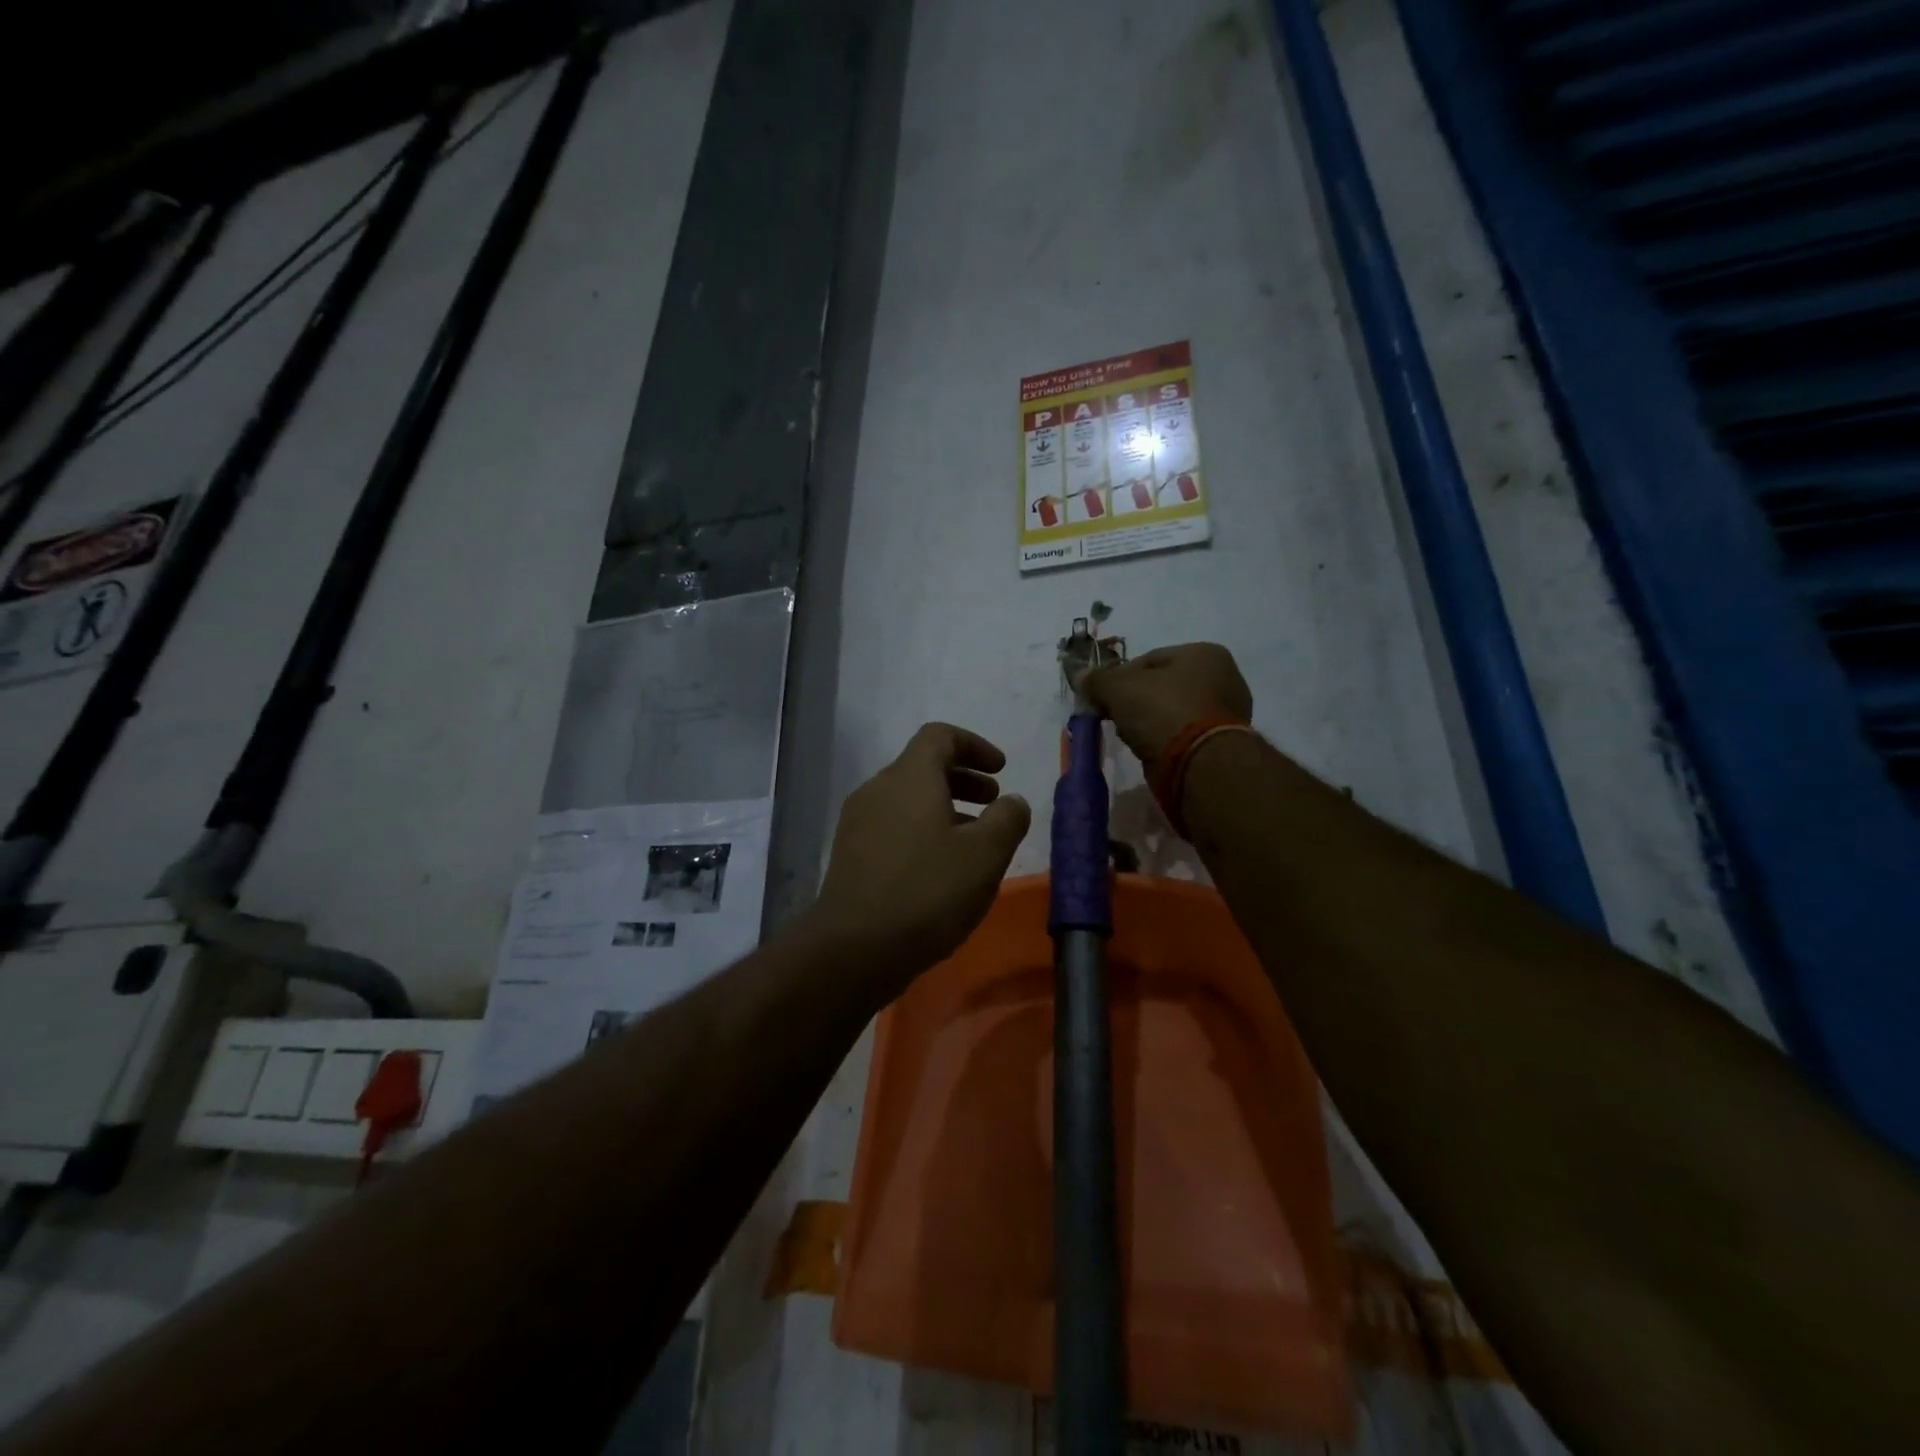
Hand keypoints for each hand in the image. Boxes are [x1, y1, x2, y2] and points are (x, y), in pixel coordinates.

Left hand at [815, 723, 1031, 980]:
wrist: (854, 948)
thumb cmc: (928, 892)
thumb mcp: (985, 855)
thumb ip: (1008, 819)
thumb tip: (1013, 801)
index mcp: (909, 777)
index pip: (940, 736)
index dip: (974, 745)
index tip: (1001, 770)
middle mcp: (878, 790)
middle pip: (922, 766)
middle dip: (963, 779)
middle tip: (993, 804)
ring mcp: (858, 822)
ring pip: (907, 799)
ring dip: (944, 808)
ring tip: (972, 841)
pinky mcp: (849, 854)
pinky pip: (892, 825)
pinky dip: (922, 830)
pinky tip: (939, 869)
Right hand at [1079, 642, 1252, 762]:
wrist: (1198, 764)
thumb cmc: (1162, 711)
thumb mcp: (1119, 688)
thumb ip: (1097, 679)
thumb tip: (1080, 675)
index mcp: (1205, 653)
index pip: (1149, 659)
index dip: (1119, 677)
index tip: (1103, 698)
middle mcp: (1224, 678)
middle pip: (1162, 686)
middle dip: (1135, 702)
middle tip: (1114, 718)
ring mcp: (1227, 713)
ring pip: (1172, 712)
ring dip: (1149, 723)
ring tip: (1132, 737)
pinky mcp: (1221, 743)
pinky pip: (1183, 735)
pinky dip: (1165, 740)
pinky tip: (1150, 751)